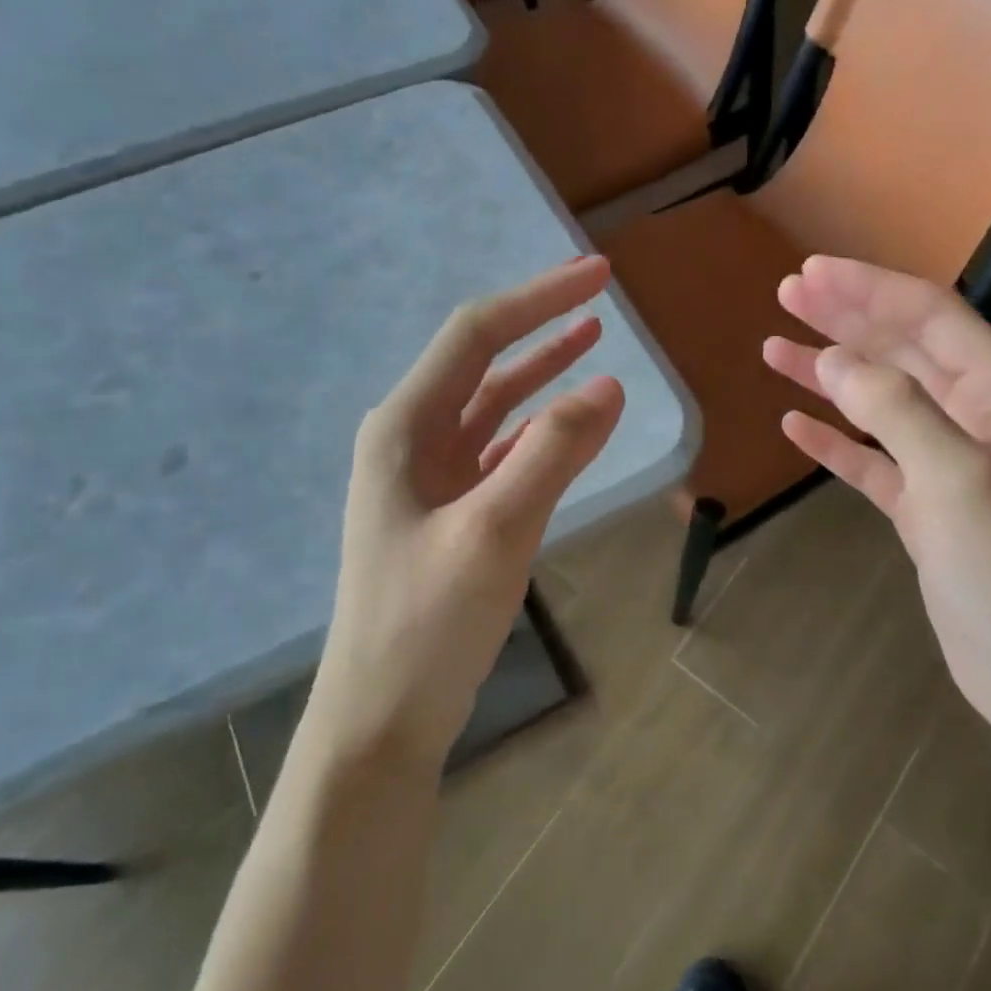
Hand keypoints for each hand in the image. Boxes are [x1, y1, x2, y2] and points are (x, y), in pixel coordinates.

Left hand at [309, 257, 624, 769]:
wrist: (383, 715)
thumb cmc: (428, 623)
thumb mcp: (495, 531)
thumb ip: (552, 453)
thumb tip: (608, 384)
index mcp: (404, 428)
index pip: (476, 336)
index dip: (538, 299)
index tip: (599, 275)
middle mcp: (410, 440)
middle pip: (482, 362)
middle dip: (540, 325)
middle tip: (600, 294)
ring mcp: (428, 478)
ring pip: (491, 406)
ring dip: (539, 372)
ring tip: (589, 340)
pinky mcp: (448, 512)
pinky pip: (498, 451)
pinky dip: (536, 429)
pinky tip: (566, 422)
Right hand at [763, 257, 990, 748]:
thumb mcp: (958, 480)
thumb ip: (896, 411)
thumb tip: (834, 361)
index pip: (930, 318)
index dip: (868, 290)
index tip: (809, 273)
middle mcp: (980, 418)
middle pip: (903, 351)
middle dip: (845, 320)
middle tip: (786, 294)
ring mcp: (951, 465)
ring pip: (882, 403)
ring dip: (830, 375)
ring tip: (774, 350)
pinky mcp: (926, 509)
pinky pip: (873, 460)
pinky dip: (835, 441)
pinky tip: (795, 426)